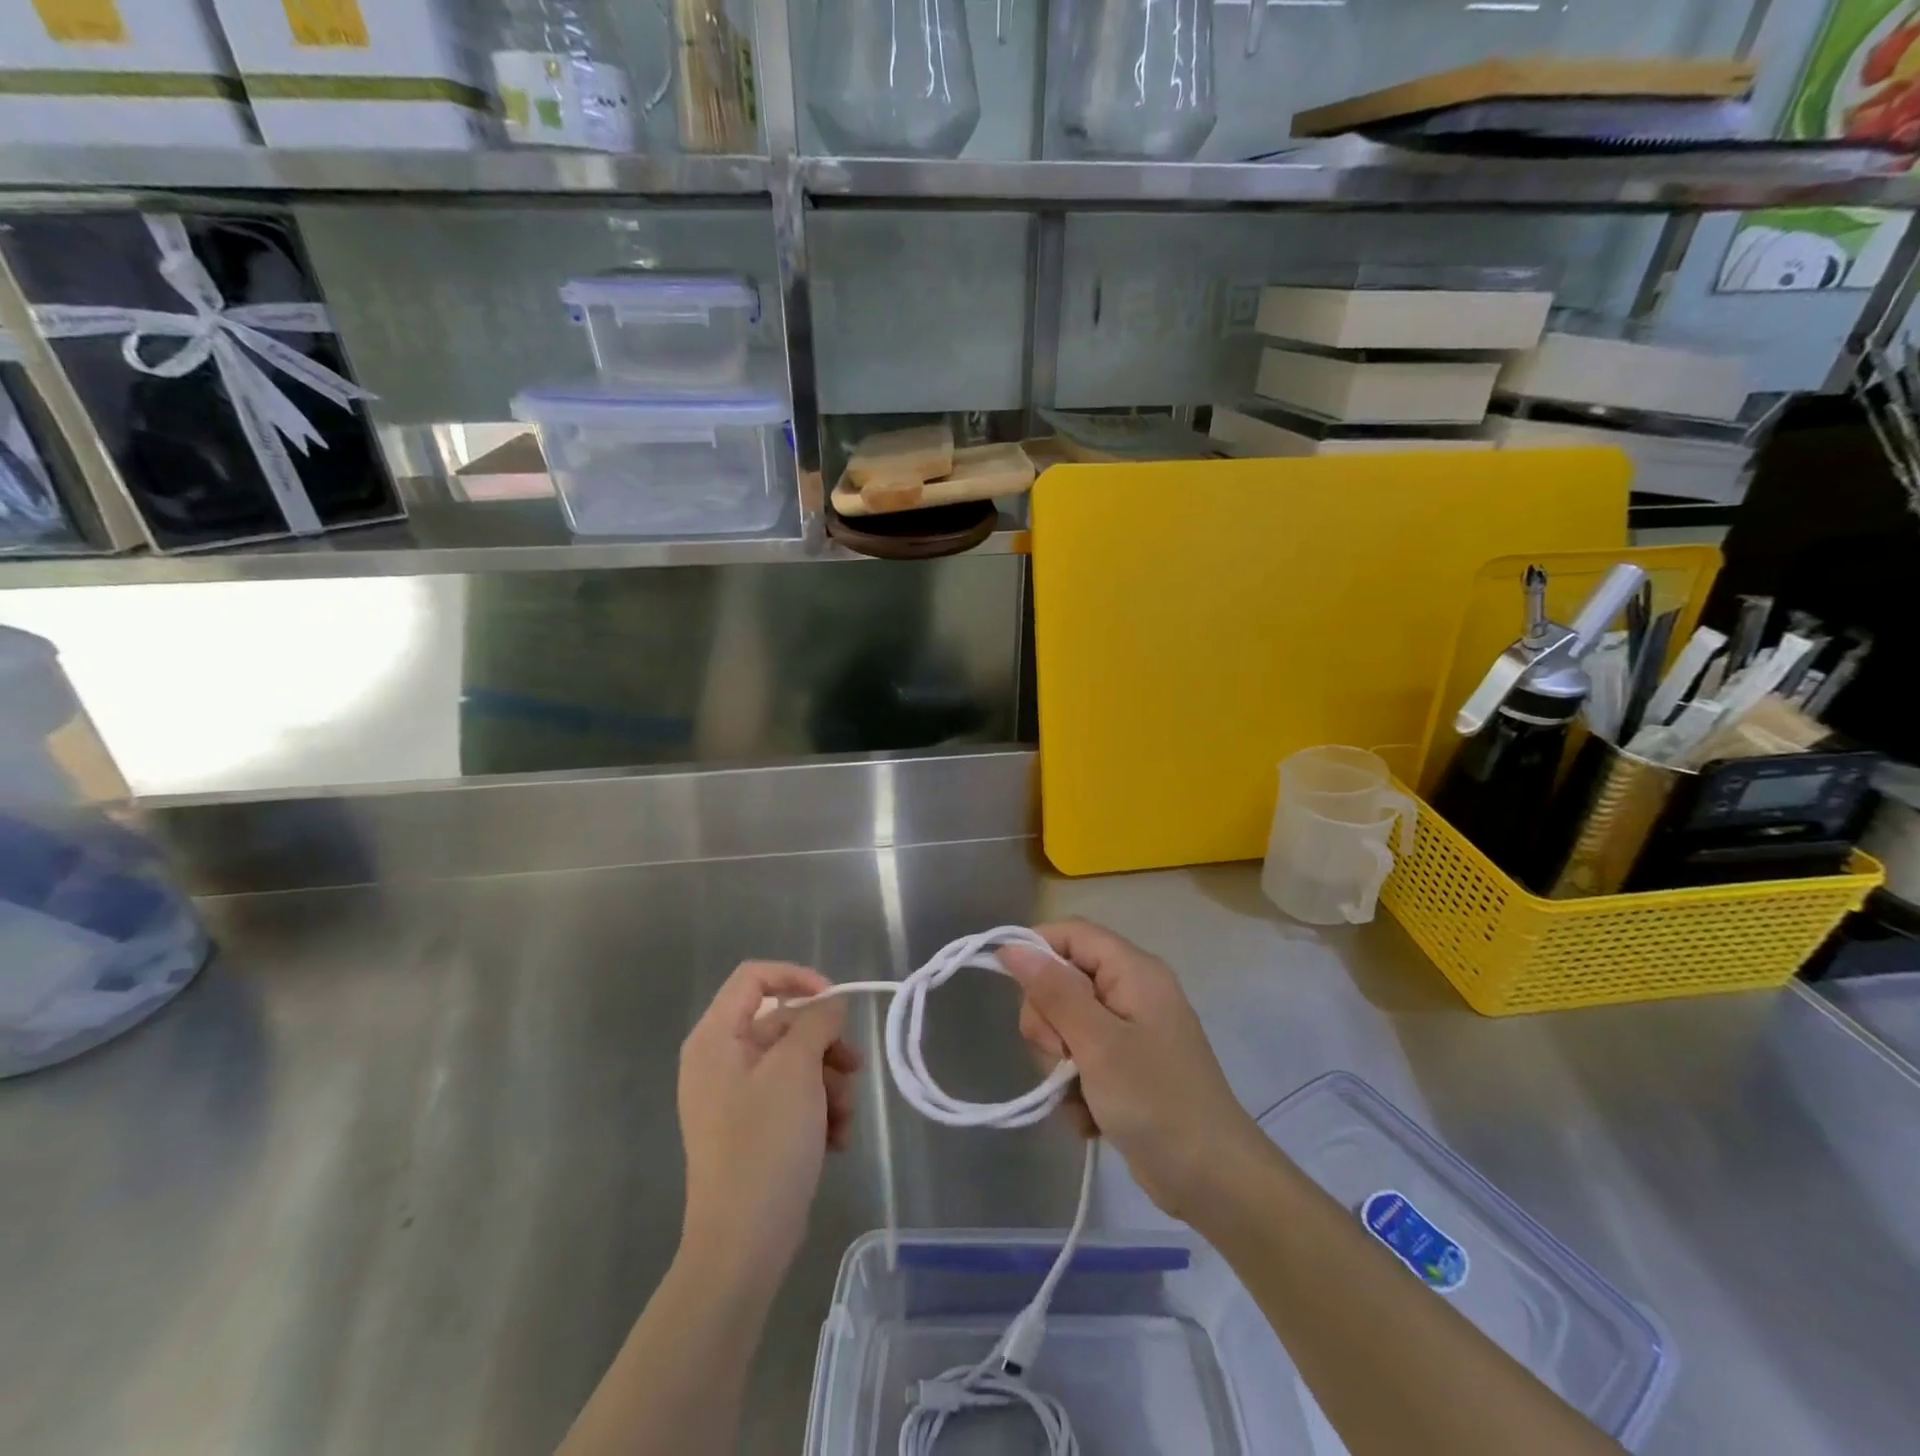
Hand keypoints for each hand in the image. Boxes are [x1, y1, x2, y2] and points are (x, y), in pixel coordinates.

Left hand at [677, 962, 861, 1281]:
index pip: (755, 977)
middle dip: (826, 1045)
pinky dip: (819, 1111)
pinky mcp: (755, 1129)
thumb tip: (830, 1006)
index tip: (836, 1001)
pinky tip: (836, 1140)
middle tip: (854, 1067)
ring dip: (830, 1083)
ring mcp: (737, 1097)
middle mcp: (721, 1060)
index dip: (798, 978)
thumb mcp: (796, 1070)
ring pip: (797, 1062)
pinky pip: (793, 1097)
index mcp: (716, 1038)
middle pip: (784, 1023)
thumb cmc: (765, 1144)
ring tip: (843, 1118)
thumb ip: (816, 1022)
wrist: (743, 1245)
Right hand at [1001, 920, 1264, 1222]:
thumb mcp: (1097, 1043)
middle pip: (1062, 982)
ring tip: (1080, 1096)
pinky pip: (1079, 1062)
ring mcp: (1128, 1033)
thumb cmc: (1156, 1101)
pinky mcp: (1124, 1069)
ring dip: (1060, 1066)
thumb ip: (1055, 991)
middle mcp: (1130, 992)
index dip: (1036, 950)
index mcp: (1133, 971)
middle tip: (1061, 1057)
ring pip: (1064, 1026)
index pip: (1071, 933)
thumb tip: (1013, 946)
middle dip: (1049, 1023)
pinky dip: (1076, 1090)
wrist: (1213, 1181)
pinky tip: (1090, 1117)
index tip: (1009, 985)